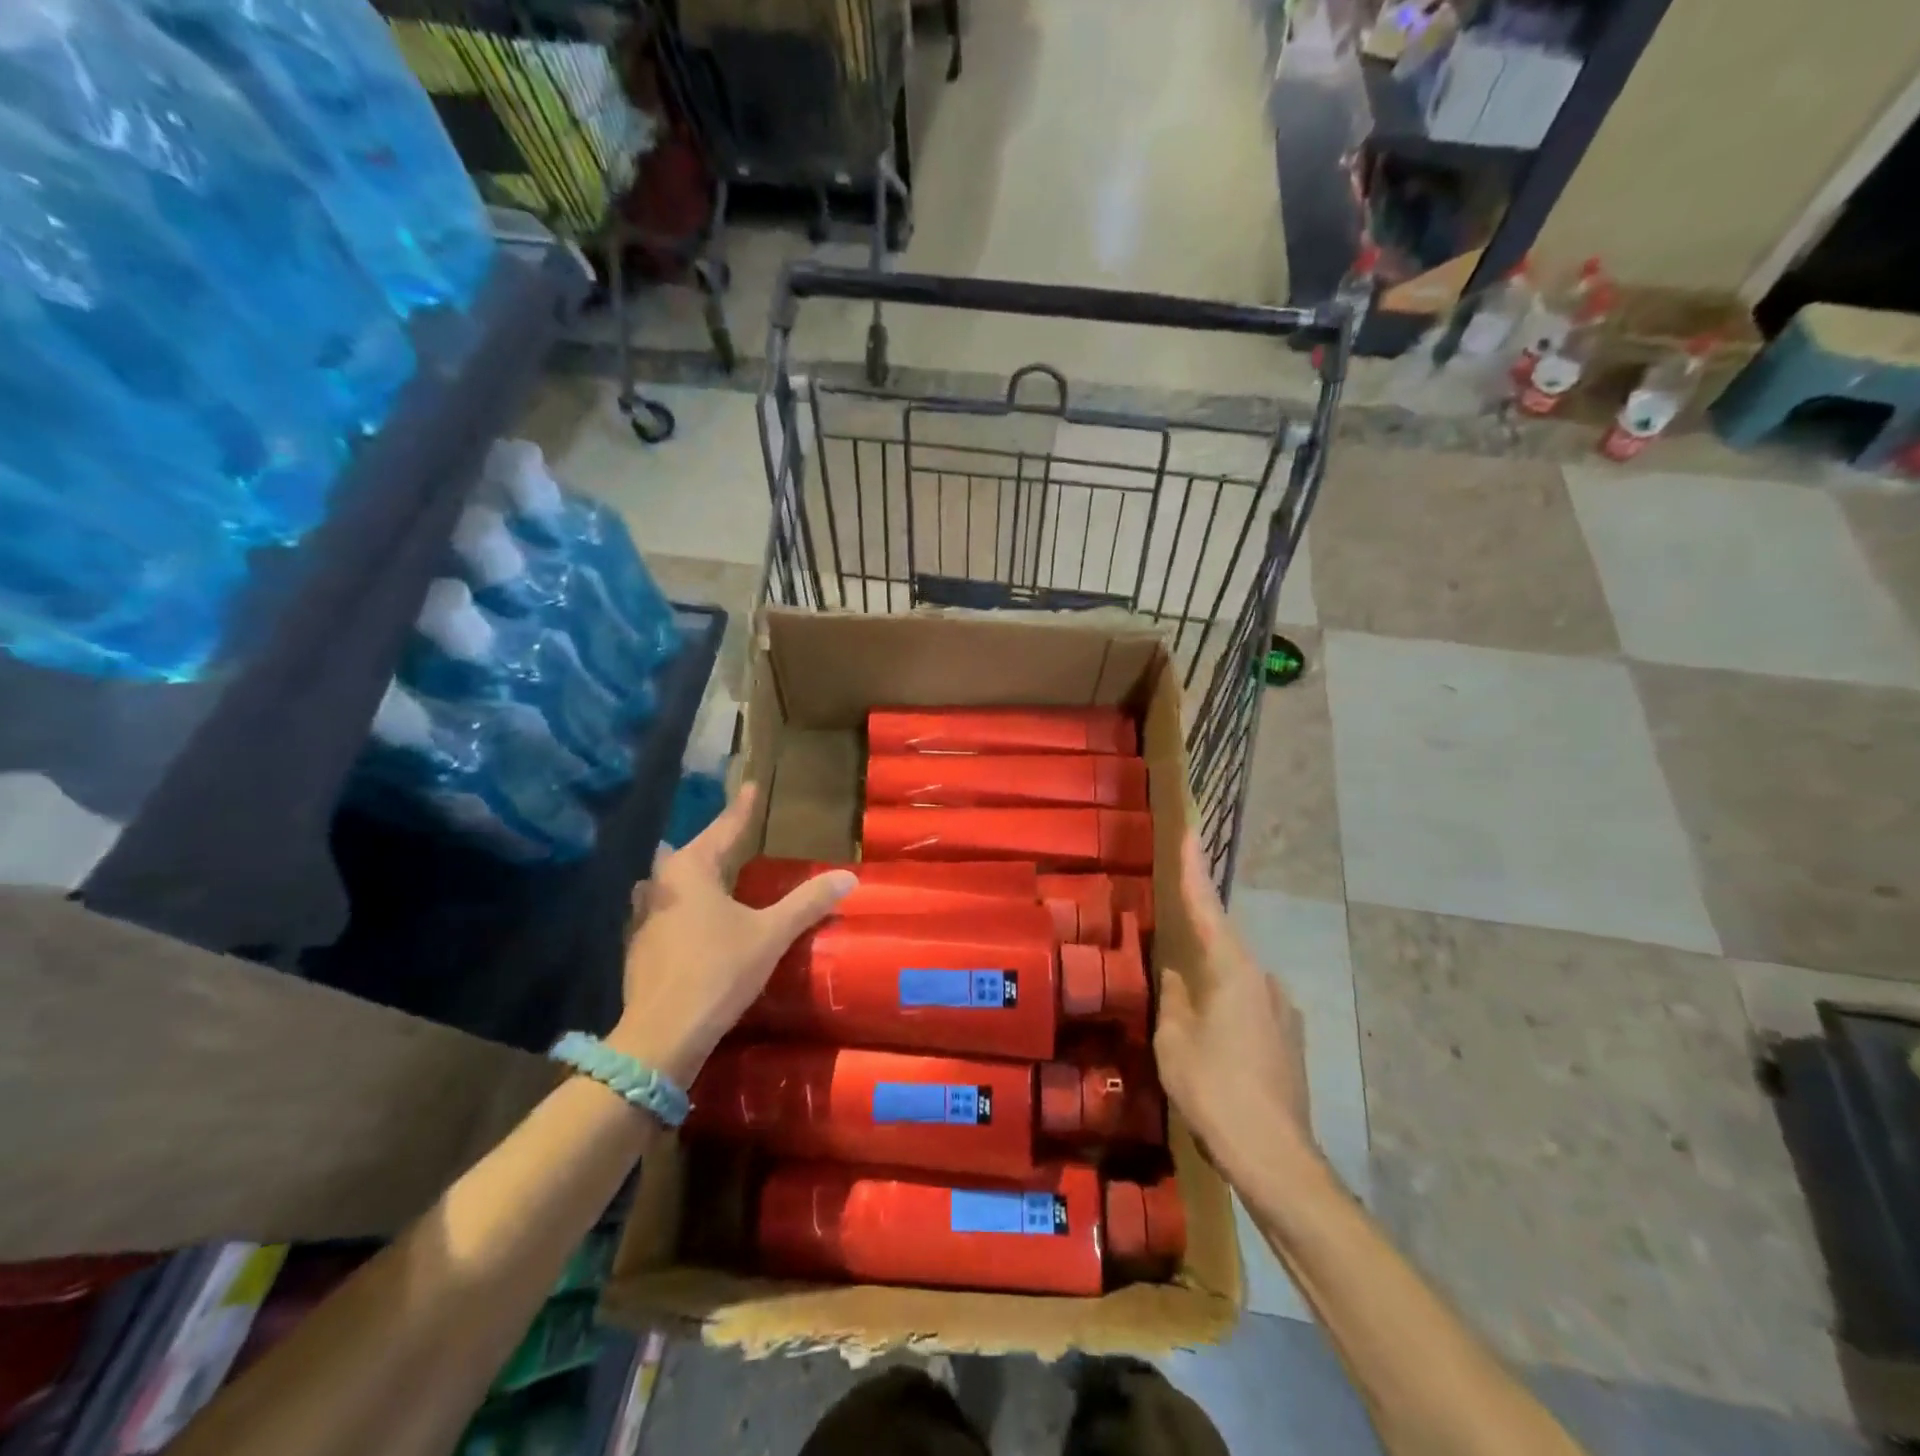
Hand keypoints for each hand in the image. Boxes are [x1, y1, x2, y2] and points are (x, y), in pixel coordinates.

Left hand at [609, 784, 854, 1086]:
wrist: (661, 1036)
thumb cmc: (718, 971)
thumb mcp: (770, 934)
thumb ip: (807, 903)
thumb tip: (847, 877)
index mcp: (689, 870)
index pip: (723, 829)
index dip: (742, 810)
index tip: (751, 786)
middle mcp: (660, 885)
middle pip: (691, 855)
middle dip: (714, 845)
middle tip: (737, 840)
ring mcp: (644, 919)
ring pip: (672, 886)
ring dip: (693, 879)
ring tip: (716, 879)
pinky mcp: (638, 950)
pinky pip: (665, 914)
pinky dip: (684, 910)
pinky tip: (696, 924)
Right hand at [1154, 834, 1315, 1182]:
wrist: (1276, 1158)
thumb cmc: (1215, 1089)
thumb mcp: (1175, 1041)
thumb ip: (1174, 999)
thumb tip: (1177, 976)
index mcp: (1233, 971)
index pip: (1208, 907)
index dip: (1194, 869)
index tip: (1191, 833)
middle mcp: (1264, 980)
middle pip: (1222, 947)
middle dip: (1196, 943)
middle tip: (1167, 948)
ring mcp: (1282, 1011)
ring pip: (1235, 982)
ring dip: (1210, 985)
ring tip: (1184, 1011)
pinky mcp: (1289, 1040)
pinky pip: (1248, 1008)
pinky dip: (1226, 1010)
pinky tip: (1210, 1041)